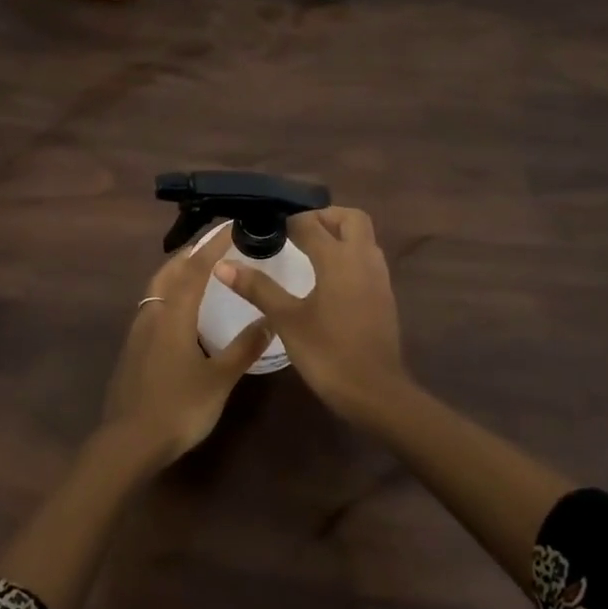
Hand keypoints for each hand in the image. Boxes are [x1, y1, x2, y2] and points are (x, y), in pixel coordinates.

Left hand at [102, 228, 273, 465]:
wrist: (129, 442)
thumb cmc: (179, 408)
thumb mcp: (219, 380)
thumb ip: (243, 348)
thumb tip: (268, 320)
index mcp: (174, 316)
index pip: (195, 270)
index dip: (213, 246)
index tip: (229, 228)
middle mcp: (152, 315)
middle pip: (168, 272)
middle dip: (189, 253)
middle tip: (211, 243)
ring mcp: (138, 332)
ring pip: (156, 289)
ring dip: (176, 272)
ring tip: (197, 269)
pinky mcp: (131, 349)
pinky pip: (151, 307)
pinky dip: (168, 294)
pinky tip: (179, 310)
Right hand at [212, 207, 409, 424]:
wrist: (375, 392)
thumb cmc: (327, 353)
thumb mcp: (286, 319)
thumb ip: (257, 288)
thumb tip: (222, 265)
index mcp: (338, 259)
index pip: (310, 223)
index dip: (287, 220)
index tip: (266, 223)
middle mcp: (363, 259)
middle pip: (350, 219)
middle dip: (324, 216)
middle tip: (296, 229)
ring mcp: (378, 277)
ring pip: (363, 238)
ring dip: (339, 234)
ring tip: (308, 249)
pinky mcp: (384, 296)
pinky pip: (367, 259)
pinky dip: (349, 255)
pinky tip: (328, 277)